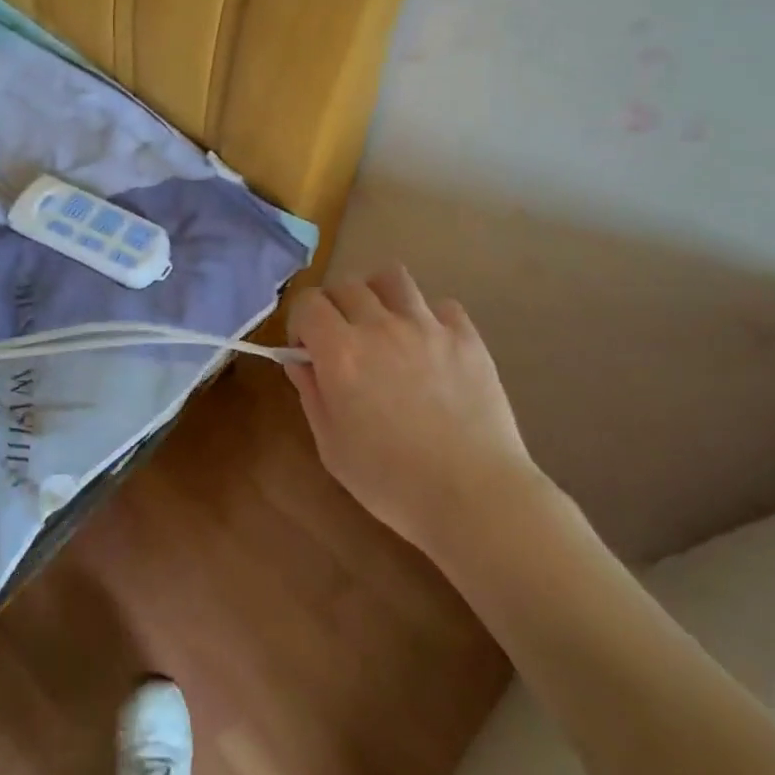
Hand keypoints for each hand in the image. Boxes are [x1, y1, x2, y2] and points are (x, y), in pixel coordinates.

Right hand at [285, 266, 544, 562]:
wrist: (474, 497)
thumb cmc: (392, 481)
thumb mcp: (332, 447)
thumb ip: (312, 394)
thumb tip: (300, 362)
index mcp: (341, 353)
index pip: (308, 303)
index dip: (301, 321)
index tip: (307, 350)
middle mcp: (381, 327)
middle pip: (347, 285)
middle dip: (334, 306)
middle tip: (342, 340)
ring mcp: (428, 327)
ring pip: (392, 277)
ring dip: (378, 295)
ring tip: (383, 325)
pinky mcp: (467, 337)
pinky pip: (442, 305)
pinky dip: (429, 317)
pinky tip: (430, 346)